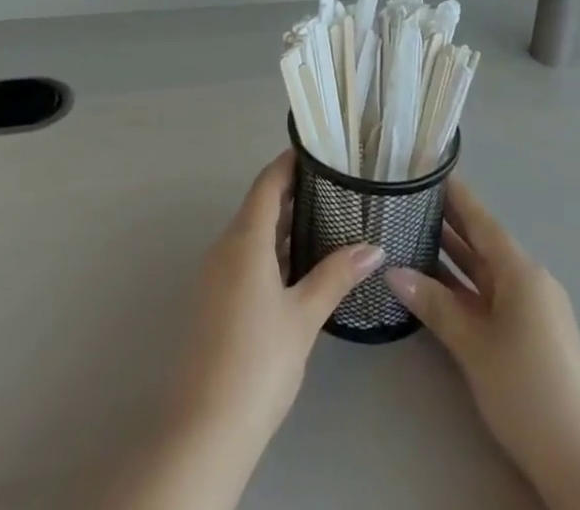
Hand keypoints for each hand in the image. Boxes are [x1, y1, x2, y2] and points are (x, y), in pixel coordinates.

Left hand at [169, 151, 383, 447]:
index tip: (320, 152)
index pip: (267, 182)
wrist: (205, 428)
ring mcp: (216, 274)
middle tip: (334, 186)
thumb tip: (374, 247)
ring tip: (326, 220)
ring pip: (253, 233)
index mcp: (244, 239)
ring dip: (284, 224)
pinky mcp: (215, 299)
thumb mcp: (304, 316)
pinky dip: (272, 250)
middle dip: (293, 193)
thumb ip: (337, 275)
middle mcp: (225, 247)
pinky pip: (246, 257)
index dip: (290, 162)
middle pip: (260, 205)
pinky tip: (300, 265)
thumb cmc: (258, 361)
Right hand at [388, 180, 579, 509]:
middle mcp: (529, 281)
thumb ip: (434, 304)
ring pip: (486, 272)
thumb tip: (392, 270)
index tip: (425, 169)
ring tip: (412, 234)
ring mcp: (533, 310)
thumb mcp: (473, 346)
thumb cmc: (527, 392)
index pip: (480, 219)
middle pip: (483, 242)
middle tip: (407, 200)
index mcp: (521, 271)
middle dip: (447, 222)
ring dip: (453, 257)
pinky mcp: (532, 336)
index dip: (454, 194)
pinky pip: (492, 296)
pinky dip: (465, 286)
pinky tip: (439, 286)